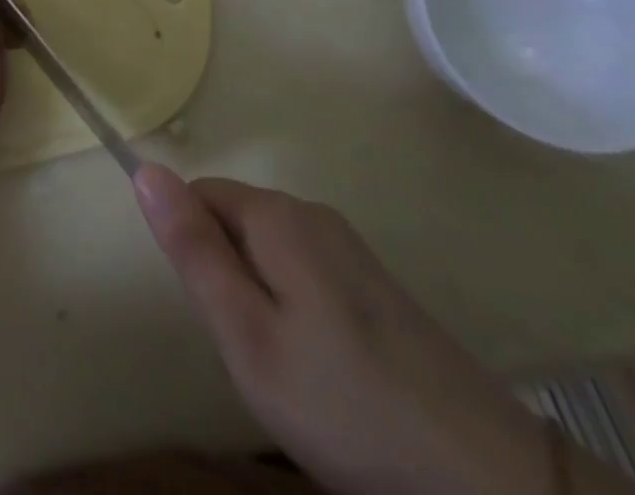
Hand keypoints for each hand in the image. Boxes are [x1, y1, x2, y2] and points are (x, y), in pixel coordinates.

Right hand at [133, 165, 548, 494]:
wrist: (489, 479)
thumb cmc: (345, 402)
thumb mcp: (246, 333)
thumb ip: (192, 248)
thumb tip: (144, 169)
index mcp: (277, 215)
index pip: (197, 195)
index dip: (194, 251)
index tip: (221, 314)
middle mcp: (312, 212)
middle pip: (233, 220)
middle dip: (227, 275)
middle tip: (254, 349)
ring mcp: (350, 248)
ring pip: (268, 251)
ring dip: (260, 296)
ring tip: (290, 366)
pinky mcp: (377, 285)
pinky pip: (305, 273)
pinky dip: (296, 310)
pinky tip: (327, 370)